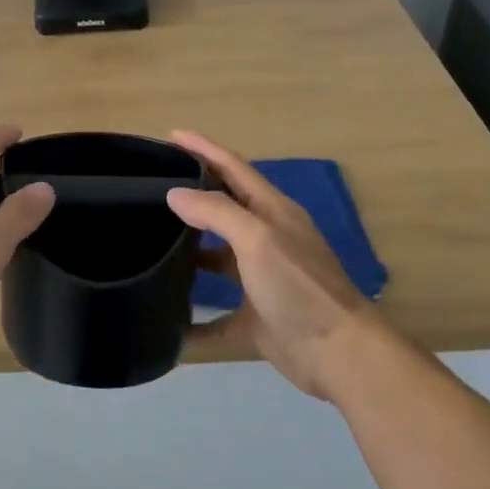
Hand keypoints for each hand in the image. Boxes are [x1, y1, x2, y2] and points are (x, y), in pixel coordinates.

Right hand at [166, 131, 378, 399]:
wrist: (339, 353)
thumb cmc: (298, 287)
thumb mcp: (257, 239)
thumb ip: (216, 212)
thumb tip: (175, 194)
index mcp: (272, 212)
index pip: (233, 168)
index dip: (204, 149)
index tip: (171, 135)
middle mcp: (266, 240)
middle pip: (224, 210)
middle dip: (192, 197)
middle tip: (150, 190)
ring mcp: (262, 280)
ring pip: (219, 260)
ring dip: (190, 254)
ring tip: (151, 247)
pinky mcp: (257, 317)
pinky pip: (218, 318)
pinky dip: (196, 323)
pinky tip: (170, 326)